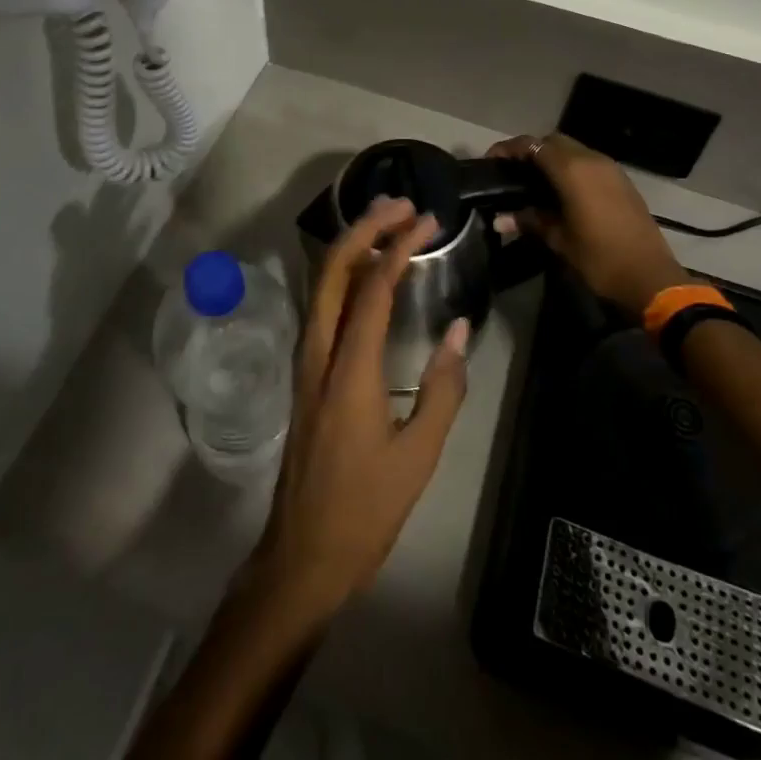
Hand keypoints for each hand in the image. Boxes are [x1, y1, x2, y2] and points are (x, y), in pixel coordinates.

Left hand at [249, 198, 469, 625]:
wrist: (302, 555)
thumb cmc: (365, 509)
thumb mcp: (419, 456)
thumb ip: (444, 388)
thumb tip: (459, 329)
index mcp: (348, 370)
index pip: (371, 288)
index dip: (398, 247)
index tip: (426, 221)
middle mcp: (317, 353)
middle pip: (332, 270)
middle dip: (364, 228)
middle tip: (401, 205)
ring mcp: (304, 361)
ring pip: (321, 284)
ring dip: (351, 246)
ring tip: (387, 223)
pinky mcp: (304, 372)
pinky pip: (321, 305)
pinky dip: (344, 274)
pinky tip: (368, 274)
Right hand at [488, 132, 692, 318]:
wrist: (651, 278)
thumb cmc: (600, 258)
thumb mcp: (558, 240)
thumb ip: (529, 220)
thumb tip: (499, 218)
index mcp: (572, 170)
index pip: (532, 145)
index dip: (508, 149)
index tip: (491, 163)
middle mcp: (592, 160)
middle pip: (553, 141)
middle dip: (530, 151)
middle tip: (512, 172)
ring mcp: (611, 169)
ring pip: (574, 150)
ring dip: (552, 159)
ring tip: (533, 182)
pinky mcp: (622, 181)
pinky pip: (589, 163)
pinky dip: (571, 168)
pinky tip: (561, 192)